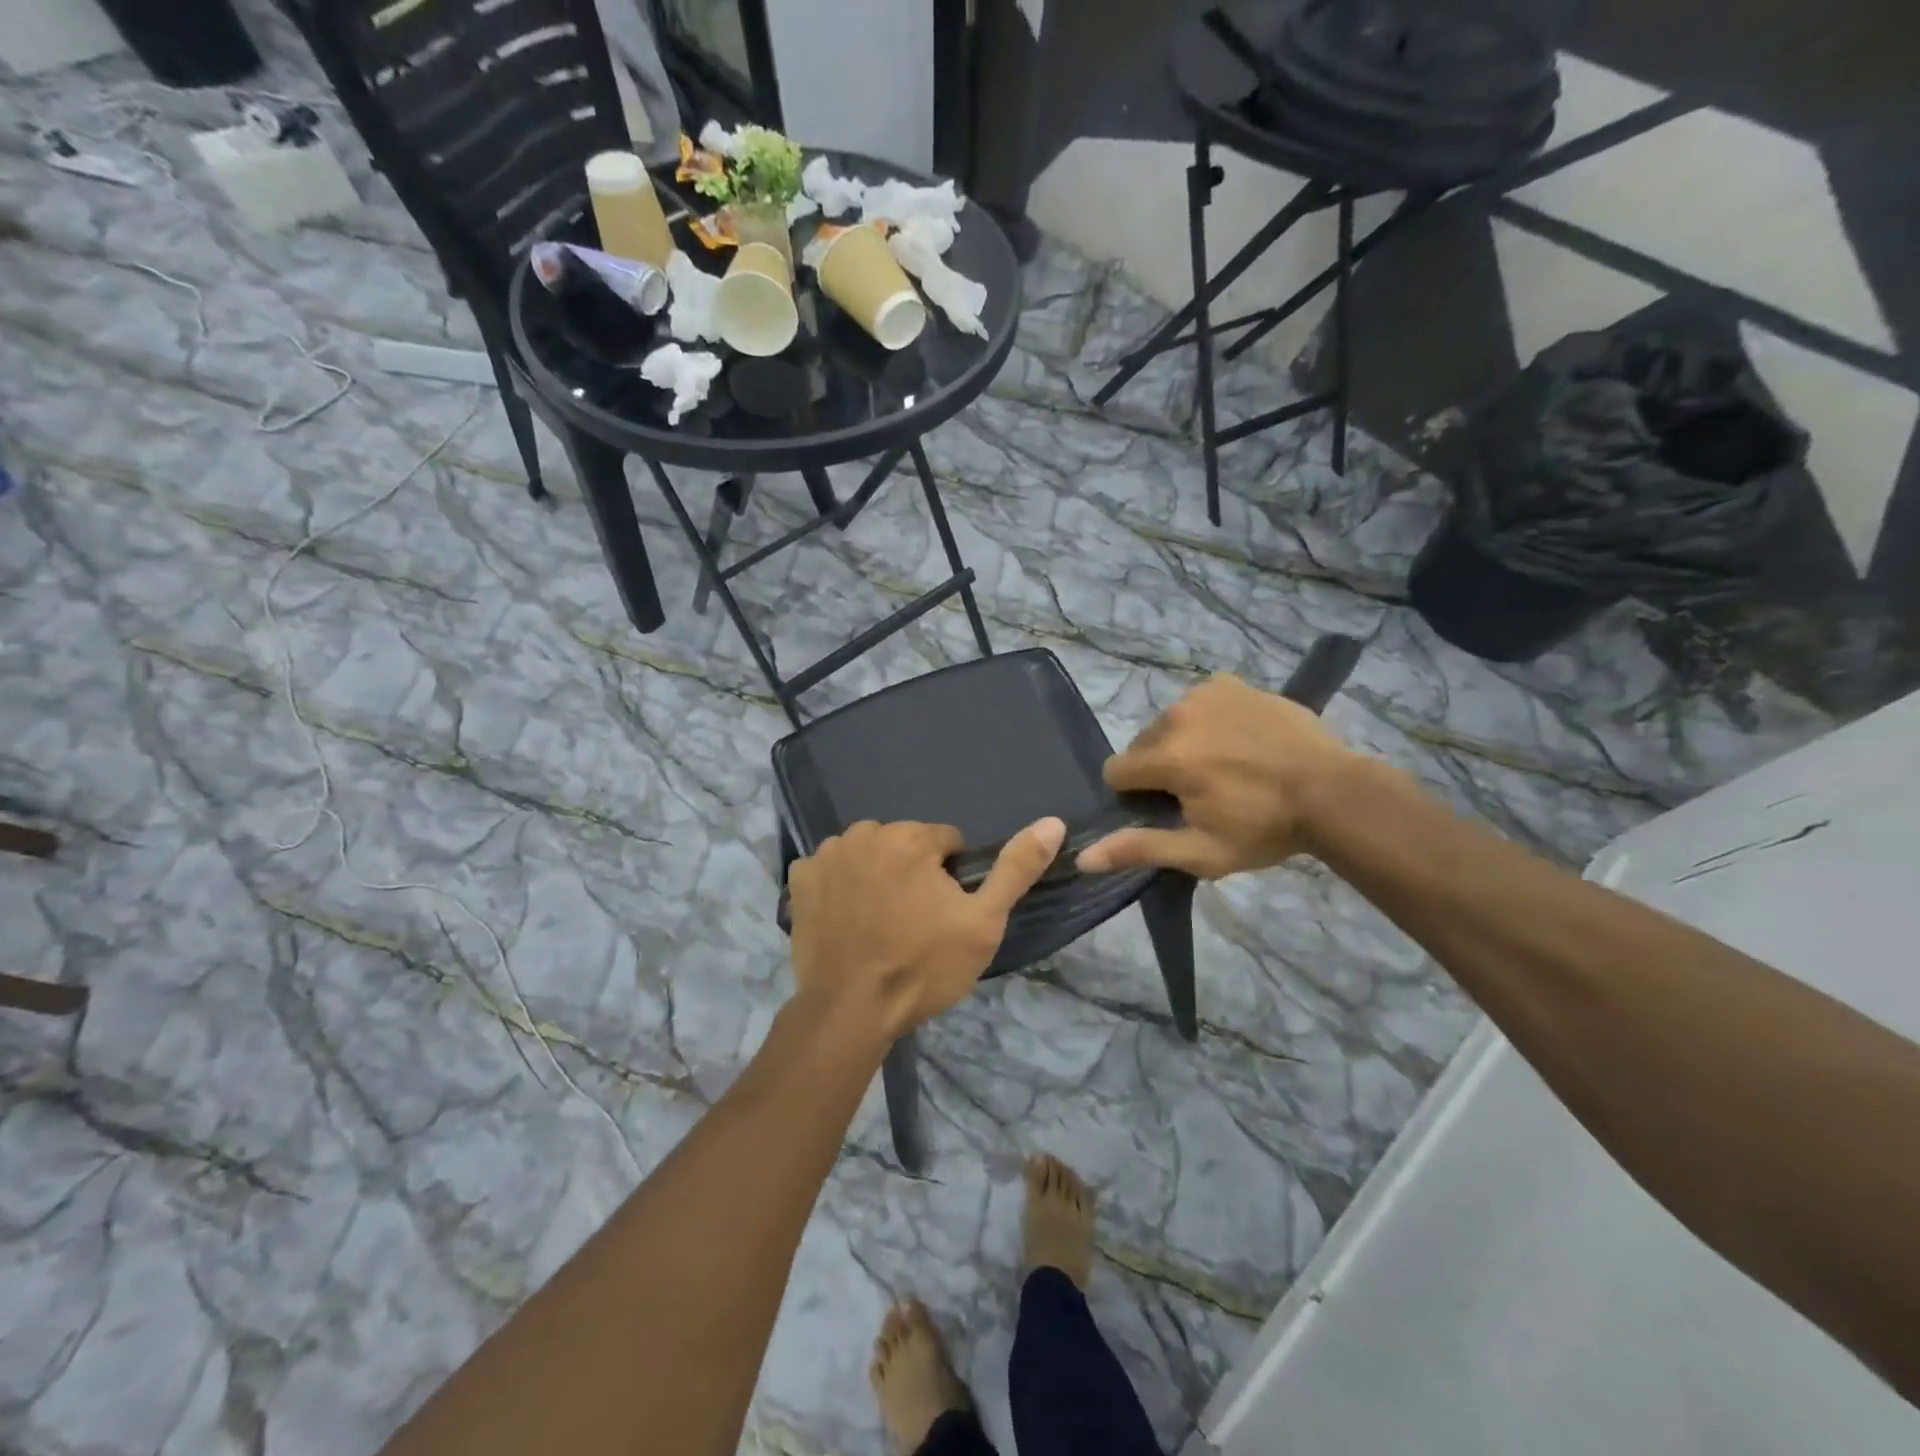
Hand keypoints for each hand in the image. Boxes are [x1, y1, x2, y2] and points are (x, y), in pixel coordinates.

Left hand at [788, 817, 1066, 1041]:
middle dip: (913, 872)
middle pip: (904, 844)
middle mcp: (864, 833)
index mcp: (910, 837)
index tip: (944, 913)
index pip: (946, 841)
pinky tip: (846, 919)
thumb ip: (1016, 869)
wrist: (850, 1011)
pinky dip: (840, 885)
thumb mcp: (983, 922)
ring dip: (877, 875)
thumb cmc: (922, 966)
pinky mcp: (800, 879)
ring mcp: (826, 855)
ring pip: (868, 854)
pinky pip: (831, 869)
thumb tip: (1053, 822)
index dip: (952, 877)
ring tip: (880, 923)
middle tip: (913, 922)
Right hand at [1076, 673, 1354, 879]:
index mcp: (1166, 756)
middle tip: (1200, 791)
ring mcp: (1205, 694)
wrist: (1333, 792)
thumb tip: (1082, 856)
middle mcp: (1176, 715)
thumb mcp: (1201, 852)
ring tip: (1222, 766)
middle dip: (1158, 768)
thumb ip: (1139, 848)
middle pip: (1142, 745)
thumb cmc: (1264, 828)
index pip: (1116, 771)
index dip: (1135, 795)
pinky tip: (1236, 739)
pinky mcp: (1230, 684)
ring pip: (1169, 723)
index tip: (1167, 809)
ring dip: (1181, 743)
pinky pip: (1198, 702)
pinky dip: (1207, 720)